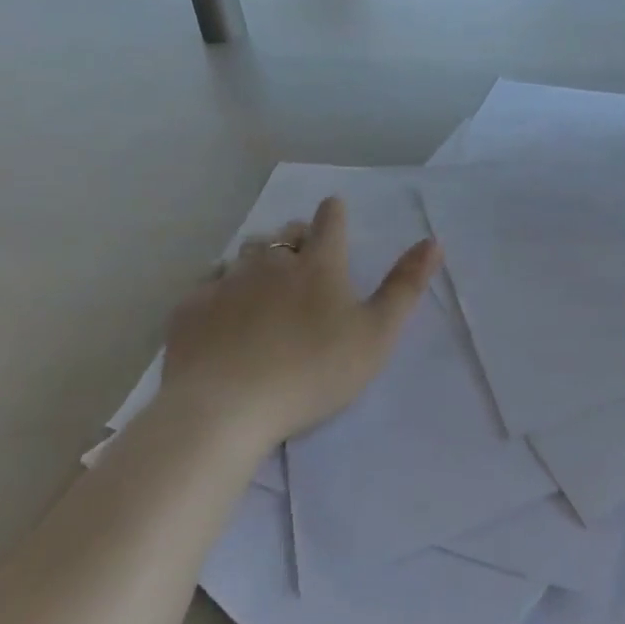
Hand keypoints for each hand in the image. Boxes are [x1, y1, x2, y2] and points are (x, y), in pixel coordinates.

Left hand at [157, 197, 441, 451]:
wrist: (224, 411)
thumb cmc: (313, 372)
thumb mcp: (377, 334)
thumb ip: (406, 286)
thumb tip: (433, 240)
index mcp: (319, 265)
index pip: (329, 221)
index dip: (334, 213)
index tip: (334, 211)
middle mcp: (272, 263)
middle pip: (284, 234)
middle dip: (296, 237)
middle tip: (303, 257)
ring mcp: (227, 284)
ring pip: (244, 254)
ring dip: (257, 259)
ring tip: (263, 280)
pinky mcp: (190, 311)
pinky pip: (207, 285)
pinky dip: (219, 288)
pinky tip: (221, 309)